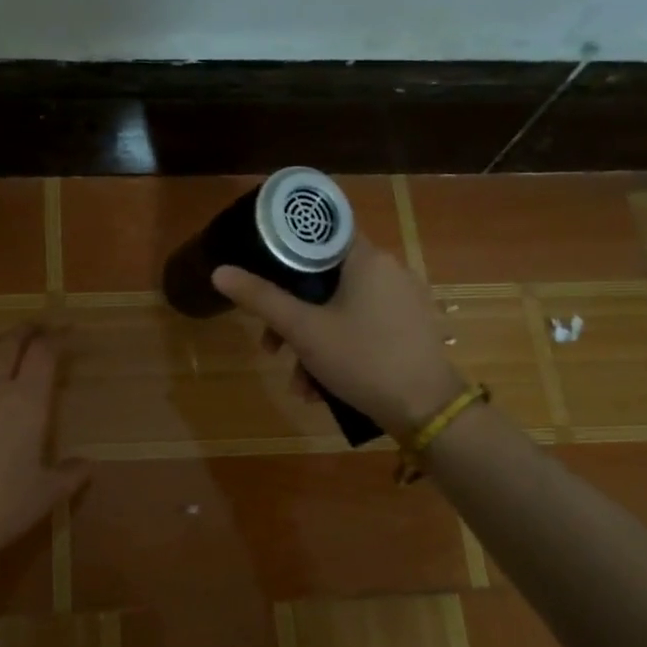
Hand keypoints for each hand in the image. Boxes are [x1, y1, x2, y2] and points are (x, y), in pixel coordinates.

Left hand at [0, 322, 89, 585]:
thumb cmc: (2, 507)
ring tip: (8, 342)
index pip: (43, 352)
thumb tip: (87, 465)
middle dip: (28, 330)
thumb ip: (70, 474)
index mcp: (27, 401)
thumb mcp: (46, 494)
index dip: (58, 337)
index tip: (71, 333)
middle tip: (42, 328)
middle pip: (10, 343)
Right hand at [213, 234, 465, 436]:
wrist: (427, 411)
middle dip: (291, 317)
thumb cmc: (362, 359)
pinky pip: (362, 327)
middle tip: (270, 347)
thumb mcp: (303, 330)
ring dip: (311, 344)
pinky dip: (338, 350)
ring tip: (299, 384)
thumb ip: (261, 298)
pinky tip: (322, 389)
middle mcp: (389, 271)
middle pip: (324, 280)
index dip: (286, 252)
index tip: (262, 276)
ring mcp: (403, 301)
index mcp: (367, 258)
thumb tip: (219, 271)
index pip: (320, 235)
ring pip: (340, 310)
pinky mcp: (409, 329)